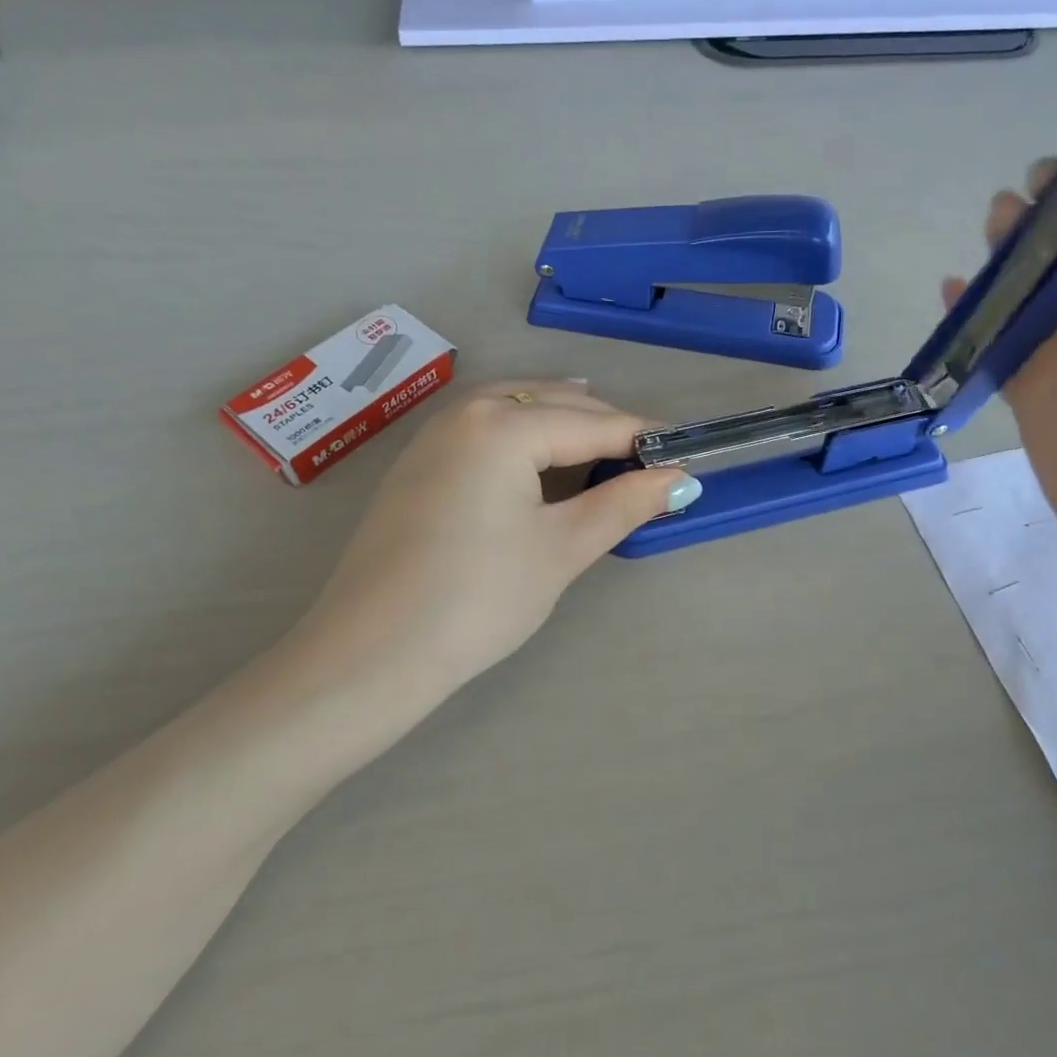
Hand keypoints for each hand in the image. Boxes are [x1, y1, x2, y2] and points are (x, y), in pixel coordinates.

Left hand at [284, 381, 691, 703]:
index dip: (641, 439)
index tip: (685, 455)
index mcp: (503, 425)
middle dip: (603, 425)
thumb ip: (622, 505)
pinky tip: (540, 458)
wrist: (371, 653)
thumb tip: (676, 479)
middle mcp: (465, 414)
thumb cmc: (478, 598)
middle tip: (648, 461)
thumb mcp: (561, 549)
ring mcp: (433, 437)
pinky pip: (484, 429)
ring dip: (562, 421)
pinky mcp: (417, 465)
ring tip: (603, 445)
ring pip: (514, 408)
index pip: (591, 423)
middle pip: (552, 403)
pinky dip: (523, 434)